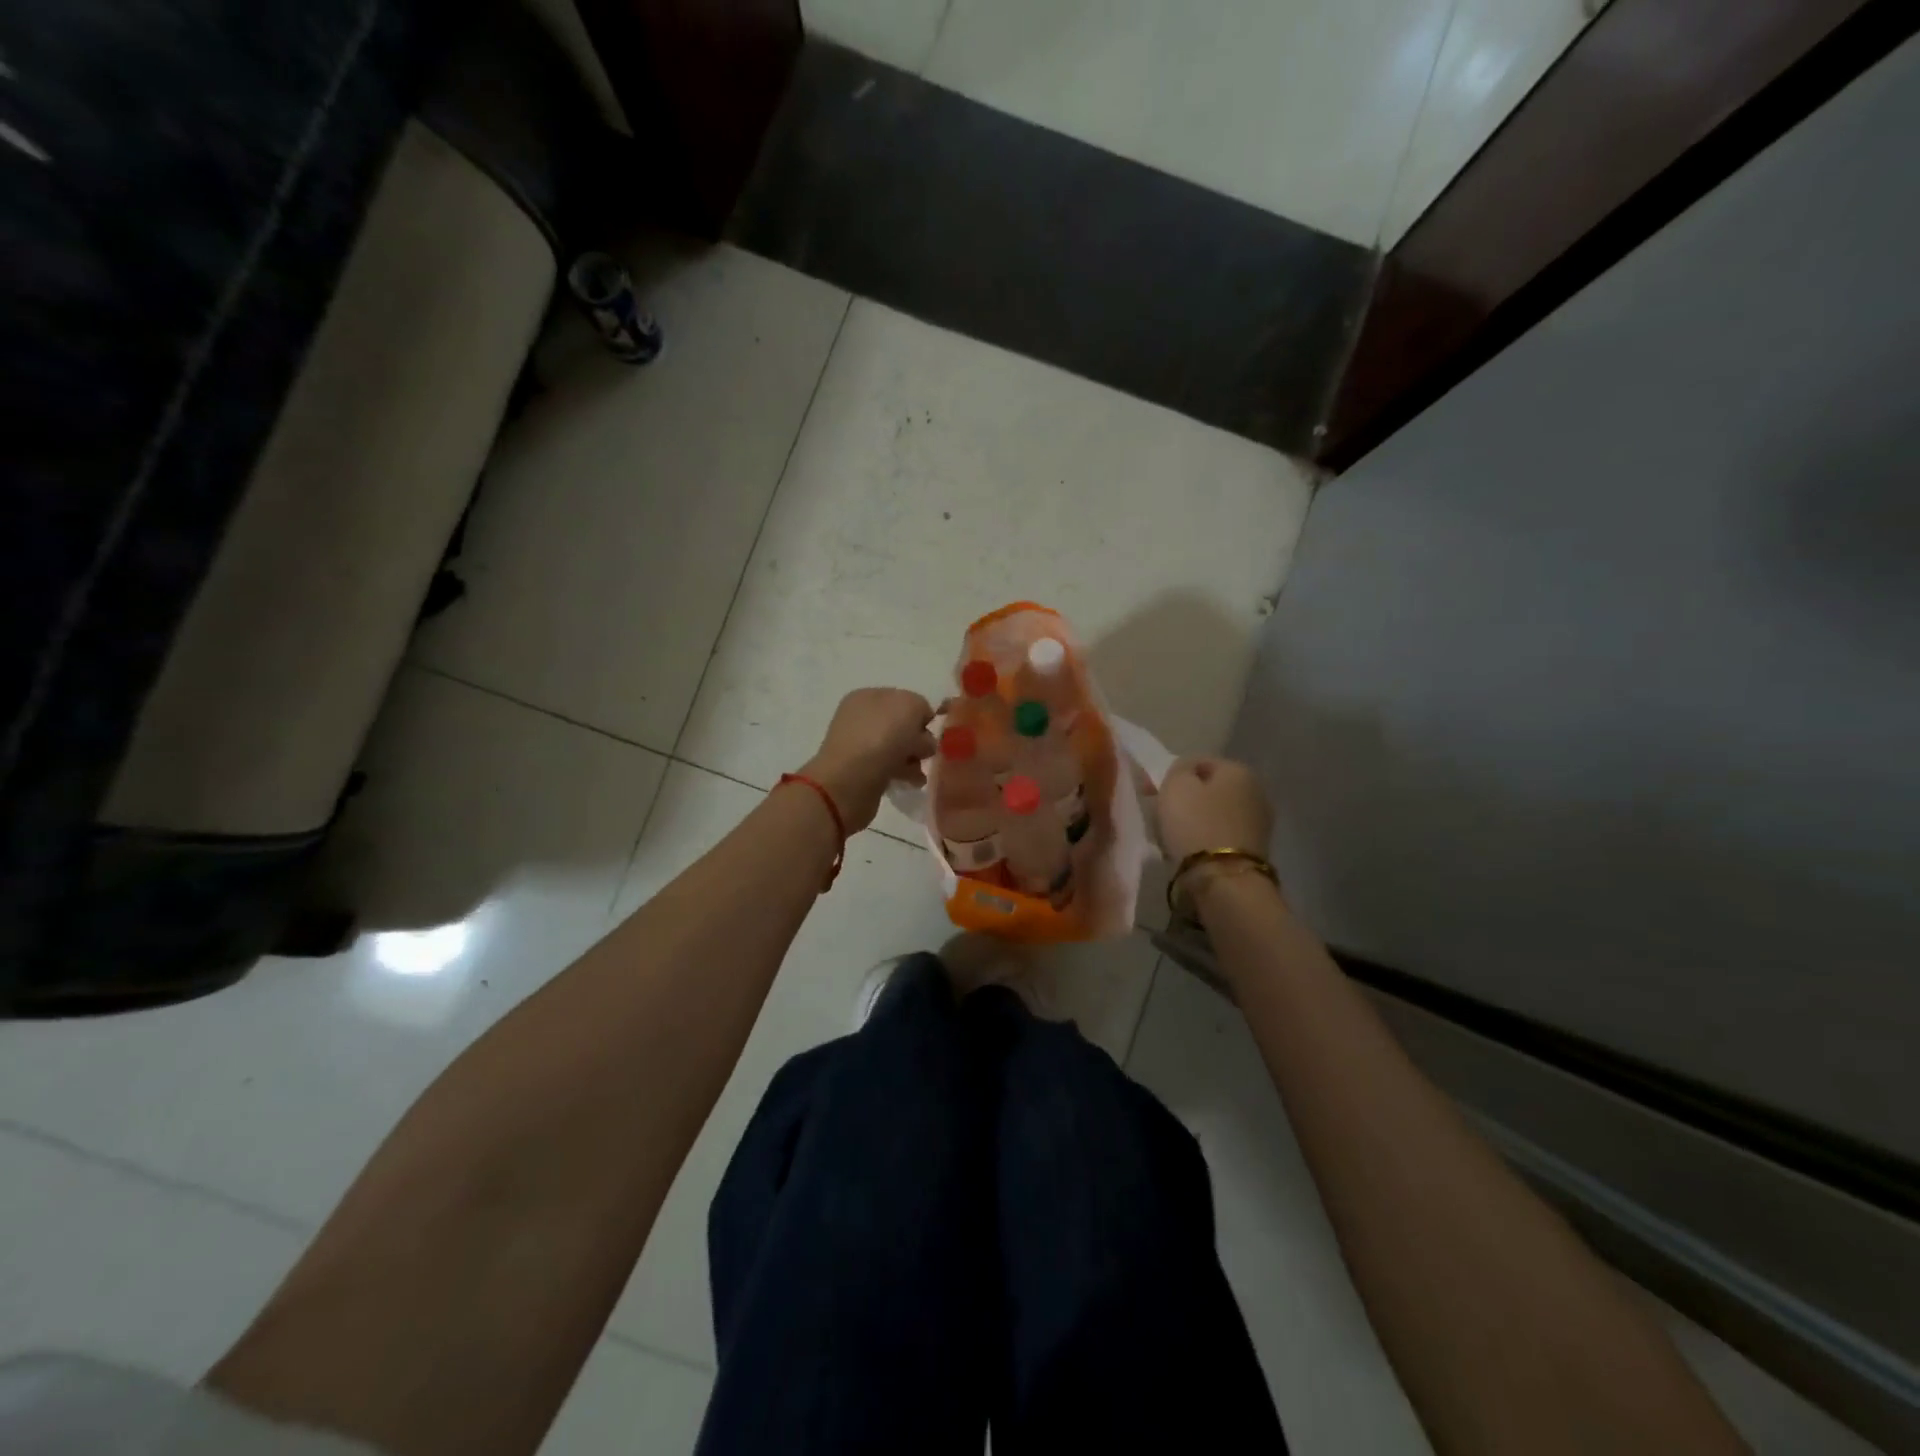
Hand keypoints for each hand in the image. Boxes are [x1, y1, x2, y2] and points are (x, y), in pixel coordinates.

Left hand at [801, 688, 936, 833]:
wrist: (850, 782)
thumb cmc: (880, 737)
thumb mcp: (910, 706)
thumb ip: (921, 707)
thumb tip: (920, 729)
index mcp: (867, 696)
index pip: (904, 699)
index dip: (921, 715)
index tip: (932, 731)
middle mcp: (861, 718)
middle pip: (902, 725)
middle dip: (919, 738)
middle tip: (925, 753)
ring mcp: (860, 746)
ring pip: (899, 748)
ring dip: (914, 758)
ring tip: (919, 772)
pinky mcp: (862, 772)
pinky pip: (891, 768)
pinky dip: (904, 774)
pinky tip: (911, 782)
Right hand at [1157, 756, 1271, 863]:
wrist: (1223, 880)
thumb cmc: (1195, 824)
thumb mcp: (1175, 785)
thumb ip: (1179, 769)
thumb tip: (1186, 772)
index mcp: (1239, 770)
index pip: (1198, 762)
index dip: (1172, 775)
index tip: (1153, 794)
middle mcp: (1257, 791)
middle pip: (1210, 789)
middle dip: (1187, 799)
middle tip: (1162, 815)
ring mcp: (1259, 823)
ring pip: (1215, 814)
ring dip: (1196, 821)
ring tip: (1174, 837)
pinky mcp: (1255, 850)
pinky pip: (1221, 836)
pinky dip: (1206, 840)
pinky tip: (1191, 852)